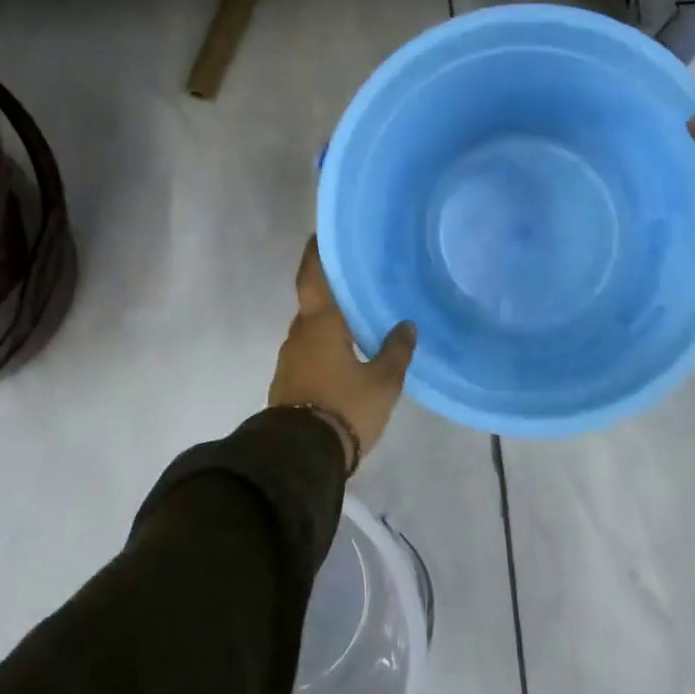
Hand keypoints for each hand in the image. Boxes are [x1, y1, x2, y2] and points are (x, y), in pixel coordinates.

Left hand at [268, 238, 415, 468]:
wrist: (300, 457)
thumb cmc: (345, 407)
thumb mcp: (383, 381)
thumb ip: (396, 350)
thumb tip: (406, 325)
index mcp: (320, 323)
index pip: (313, 277)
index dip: (315, 255)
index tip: (320, 237)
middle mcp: (299, 334)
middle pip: (314, 303)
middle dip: (331, 293)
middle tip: (357, 284)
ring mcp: (289, 359)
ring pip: (311, 330)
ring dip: (329, 323)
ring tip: (356, 320)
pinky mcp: (287, 383)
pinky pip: (308, 352)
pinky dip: (324, 346)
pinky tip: (344, 355)